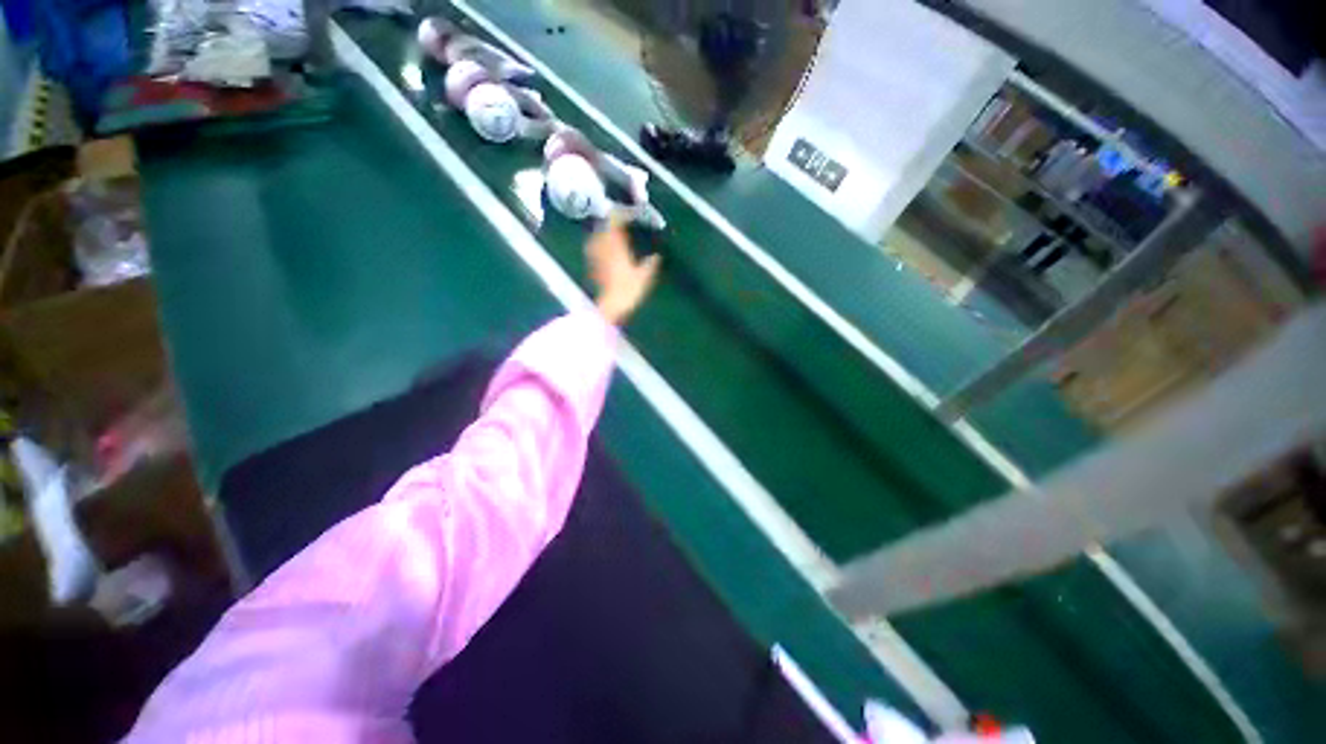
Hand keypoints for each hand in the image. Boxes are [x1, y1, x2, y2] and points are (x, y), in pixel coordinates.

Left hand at [587, 217, 660, 324]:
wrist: (610, 306)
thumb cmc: (628, 290)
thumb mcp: (645, 277)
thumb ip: (650, 264)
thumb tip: (657, 256)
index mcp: (616, 244)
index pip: (615, 221)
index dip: (621, 214)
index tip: (629, 213)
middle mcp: (602, 245)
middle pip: (604, 226)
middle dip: (612, 223)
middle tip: (621, 222)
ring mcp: (595, 255)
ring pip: (598, 237)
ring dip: (605, 234)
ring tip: (615, 235)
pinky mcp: (592, 266)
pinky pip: (595, 249)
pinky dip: (601, 246)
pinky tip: (608, 251)